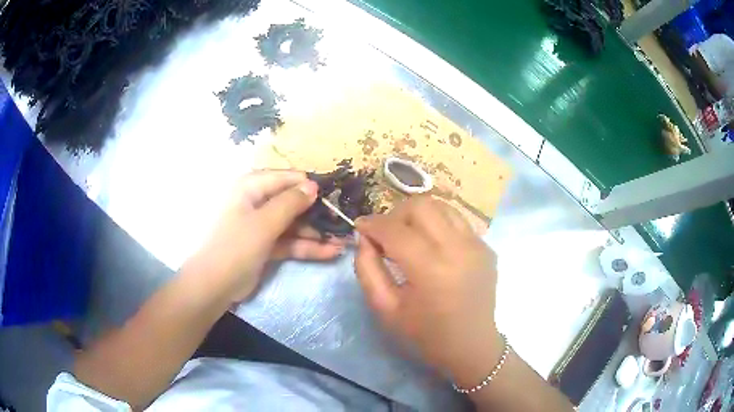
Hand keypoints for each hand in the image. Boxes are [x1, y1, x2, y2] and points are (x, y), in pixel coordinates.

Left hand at [187, 170, 343, 302]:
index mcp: (250, 187)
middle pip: (292, 202)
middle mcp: (256, 202)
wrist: (212, 286)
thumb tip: (313, 185)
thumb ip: (290, 203)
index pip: (287, 178)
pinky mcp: (265, 246)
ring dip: (316, 233)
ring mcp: (261, 226)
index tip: (335, 196)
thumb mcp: (264, 223)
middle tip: (343, 223)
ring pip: (293, 224)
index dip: (310, 186)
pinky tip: (331, 252)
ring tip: (343, 241)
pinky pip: (289, 242)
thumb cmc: (234, 247)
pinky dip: (307, 247)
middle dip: (317, 213)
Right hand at [355, 196, 501, 382]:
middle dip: (396, 214)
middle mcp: (459, 249)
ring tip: (409, 237)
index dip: (372, 224)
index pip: (395, 230)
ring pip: (441, 206)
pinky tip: (433, 247)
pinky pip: (457, 221)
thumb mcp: (386, 308)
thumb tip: (365, 237)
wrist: (471, 346)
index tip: (360, 226)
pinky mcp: (487, 247)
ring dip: (418, 215)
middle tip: (386, 235)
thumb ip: (367, 269)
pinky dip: (438, 225)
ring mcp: (478, 245)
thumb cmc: (426, 335)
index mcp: (432, 270)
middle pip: (421, 205)